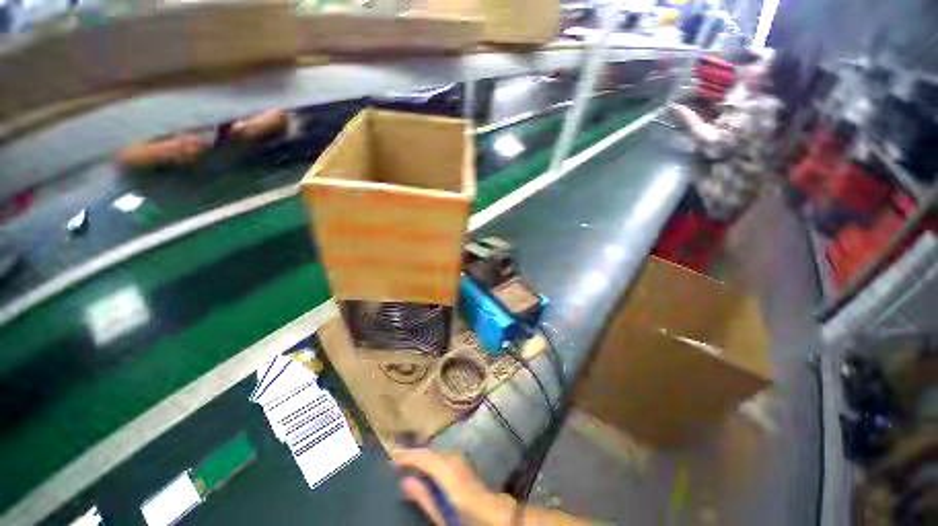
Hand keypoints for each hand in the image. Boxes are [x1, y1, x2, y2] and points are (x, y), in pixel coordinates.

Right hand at [394, 449, 513, 525]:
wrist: (495, 517)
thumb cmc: (467, 519)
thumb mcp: (443, 514)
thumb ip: (425, 498)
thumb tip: (405, 481)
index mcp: (448, 472)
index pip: (425, 458)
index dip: (408, 455)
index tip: (392, 456)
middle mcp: (454, 461)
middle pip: (431, 452)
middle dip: (415, 453)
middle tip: (397, 458)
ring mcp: (461, 461)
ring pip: (437, 453)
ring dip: (423, 455)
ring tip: (408, 461)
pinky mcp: (464, 465)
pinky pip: (443, 456)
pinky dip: (432, 458)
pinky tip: (426, 465)